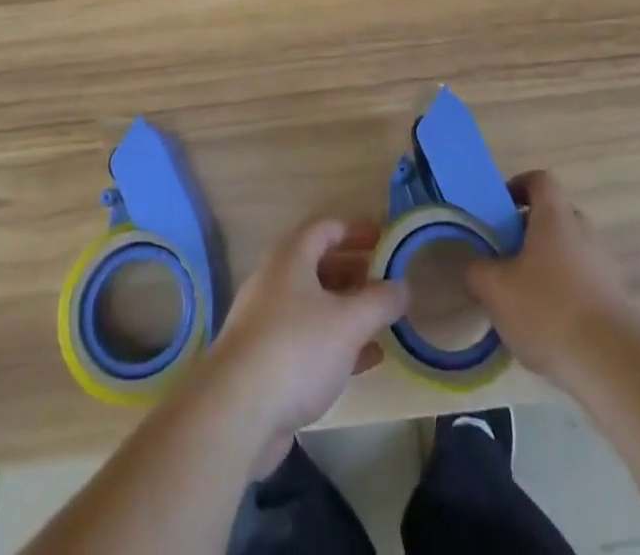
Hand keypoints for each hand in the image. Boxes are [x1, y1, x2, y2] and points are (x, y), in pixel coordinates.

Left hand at [201, 217, 407, 467]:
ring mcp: (267, 321)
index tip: (385, 239)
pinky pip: (307, 339)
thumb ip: (380, 302)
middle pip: (319, 265)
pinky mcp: (266, 359)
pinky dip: (336, 341)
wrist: (236, 411)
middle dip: (355, 271)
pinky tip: (365, 360)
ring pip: (314, 304)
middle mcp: (276, 281)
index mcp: (291, 257)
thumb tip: (403, 286)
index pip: (326, 228)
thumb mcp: (348, 322)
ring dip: (348, 309)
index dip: (356, 230)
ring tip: (381, 321)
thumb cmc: (296, 349)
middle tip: (386, 283)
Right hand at [466, 170, 633, 387]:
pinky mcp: (618, 301)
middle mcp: (584, 233)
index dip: (519, 185)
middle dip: (531, 229)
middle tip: (508, 253)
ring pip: (572, 251)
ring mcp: (605, 267)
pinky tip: (550, 326)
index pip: (540, 180)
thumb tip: (475, 267)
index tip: (501, 207)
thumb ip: (477, 271)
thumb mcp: (495, 289)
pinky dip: (567, 293)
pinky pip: (586, 283)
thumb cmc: (548, 311)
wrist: (613, 366)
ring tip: (526, 296)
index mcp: (555, 218)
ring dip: (550, 263)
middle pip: (557, 215)